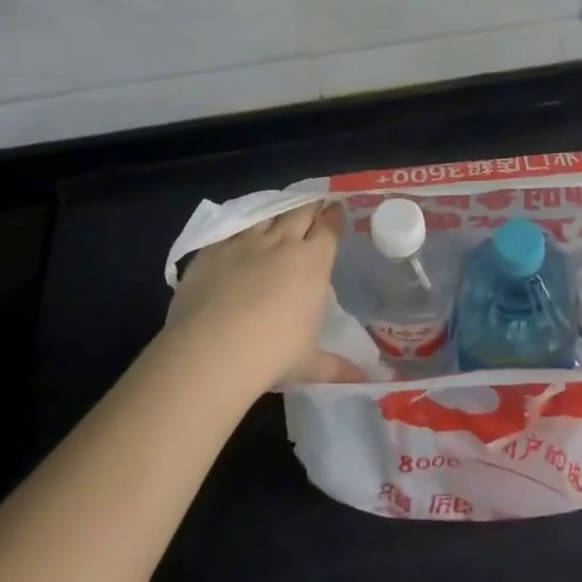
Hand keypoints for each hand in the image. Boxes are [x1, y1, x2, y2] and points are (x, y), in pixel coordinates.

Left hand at [161, 202, 363, 389]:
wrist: (212, 350)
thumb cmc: (273, 355)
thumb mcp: (310, 364)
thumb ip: (338, 366)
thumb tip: (369, 380)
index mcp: (313, 263)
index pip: (329, 229)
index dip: (334, 217)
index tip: (337, 209)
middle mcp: (282, 244)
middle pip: (300, 213)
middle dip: (311, 205)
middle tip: (316, 201)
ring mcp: (244, 243)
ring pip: (267, 215)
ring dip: (278, 211)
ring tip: (282, 211)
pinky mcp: (211, 250)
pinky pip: (231, 229)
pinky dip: (242, 228)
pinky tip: (241, 231)